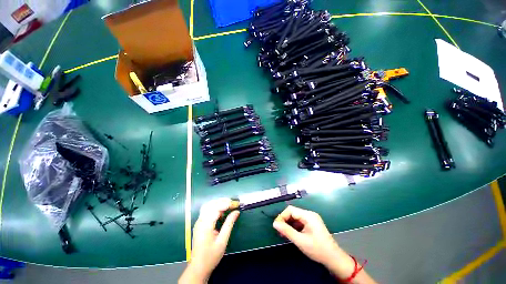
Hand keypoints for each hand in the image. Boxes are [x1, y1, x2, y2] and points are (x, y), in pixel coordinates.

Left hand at [179, 198, 239, 283]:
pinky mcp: (199, 223)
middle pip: (212, 204)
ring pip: (209, 205)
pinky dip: (215, 207)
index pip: (217, 207)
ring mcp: (199, 221)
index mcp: (205, 225)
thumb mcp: (222, 241)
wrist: (198, 267)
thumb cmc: (211, 256)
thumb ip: (229, 224)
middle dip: (224, 201)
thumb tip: (236, 212)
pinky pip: (207, 210)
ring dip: (219, 203)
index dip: (228, 203)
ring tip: (229, 206)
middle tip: (234, 204)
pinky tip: (221, 212)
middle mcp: (201, 220)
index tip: (237, 204)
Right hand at [273, 205, 340, 265]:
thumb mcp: (300, 241)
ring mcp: (311, 219)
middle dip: (285, 221)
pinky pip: (299, 222)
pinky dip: (294, 227)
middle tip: (279, 231)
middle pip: (293, 213)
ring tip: (283, 234)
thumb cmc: (318, 249)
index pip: (291, 210)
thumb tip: (275, 224)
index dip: (282, 216)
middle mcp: (310, 214)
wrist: (334, 259)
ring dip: (289, 224)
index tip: (277, 226)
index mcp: (308, 216)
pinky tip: (291, 234)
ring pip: (295, 218)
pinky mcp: (312, 224)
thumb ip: (287, 231)